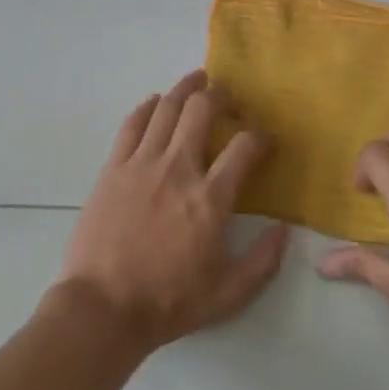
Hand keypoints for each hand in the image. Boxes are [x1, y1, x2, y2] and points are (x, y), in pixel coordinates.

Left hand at [54, 71, 288, 354]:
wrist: (103, 308)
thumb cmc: (168, 302)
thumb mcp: (228, 294)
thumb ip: (263, 261)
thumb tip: (285, 229)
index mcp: (210, 198)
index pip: (244, 147)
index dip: (261, 137)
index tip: (265, 140)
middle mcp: (178, 168)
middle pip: (202, 109)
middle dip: (221, 95)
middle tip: (229, 98)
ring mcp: (141, 163)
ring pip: (166, 107)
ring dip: (185, 88)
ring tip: (196, 81)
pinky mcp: (113, 167)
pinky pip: (132, 123)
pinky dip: (147, 107)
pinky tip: (155, 103)